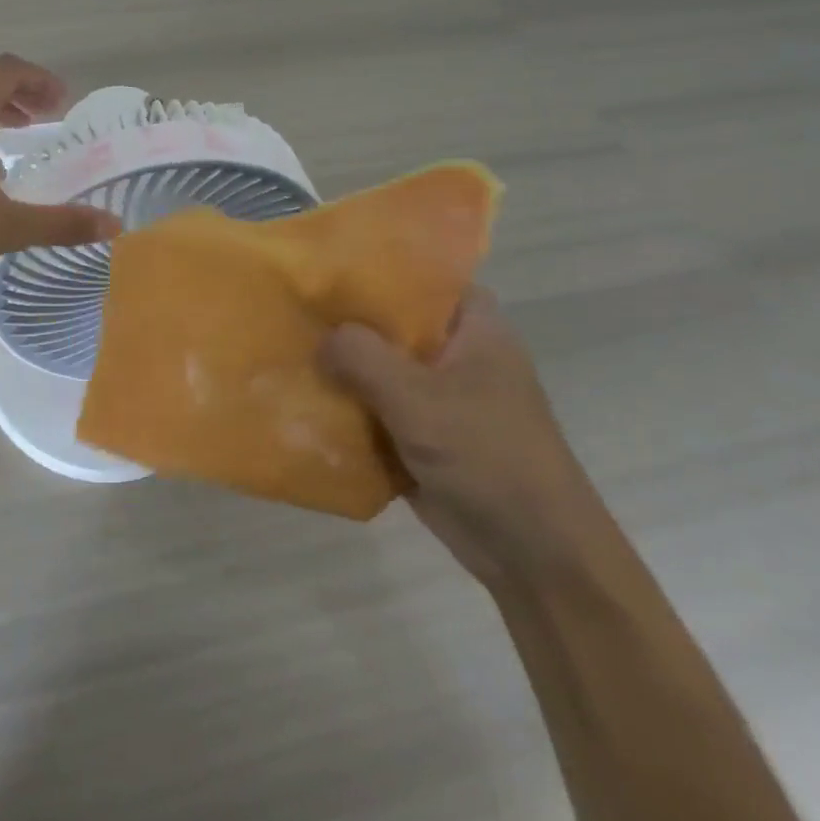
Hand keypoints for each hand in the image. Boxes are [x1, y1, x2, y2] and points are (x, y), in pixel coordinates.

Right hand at [320, 288, 608, 586]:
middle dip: (346, 321)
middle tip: (293, 307)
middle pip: (393, 323)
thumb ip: (362, 357)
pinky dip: (347, 407)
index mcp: (474, 328)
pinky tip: (301, 399)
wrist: (535, 555)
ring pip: (380, 368)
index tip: (327, 266)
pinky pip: (376, 409)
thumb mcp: (419, 399)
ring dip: (340, 368)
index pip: (423, 277)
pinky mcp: (423, 435)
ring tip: (284, 349)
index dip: (378, 268)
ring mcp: (439, 397)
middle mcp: (456, 354)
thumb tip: (321, 338)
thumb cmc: (488, 457)